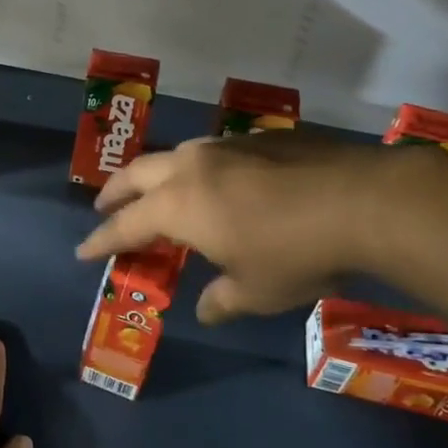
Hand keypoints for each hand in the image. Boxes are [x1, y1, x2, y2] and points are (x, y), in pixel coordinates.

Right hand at [76, 127, 388, 324]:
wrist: (364, 201)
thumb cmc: (296, 253)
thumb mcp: (256, 291)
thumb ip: (221, 300)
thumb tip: (205, 310)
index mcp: (178, 206)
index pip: (125, 225)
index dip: (101, 241)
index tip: (83, 252)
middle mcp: (191, 167)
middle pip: (136, 175)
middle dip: (114, 193)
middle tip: (104, 208)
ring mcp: (225, 146)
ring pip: (173, 155)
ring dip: (155, 175)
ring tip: (158, 191)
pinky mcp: (259, 137)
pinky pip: (212, 151)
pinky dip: (197, 168)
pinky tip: (219, 181)